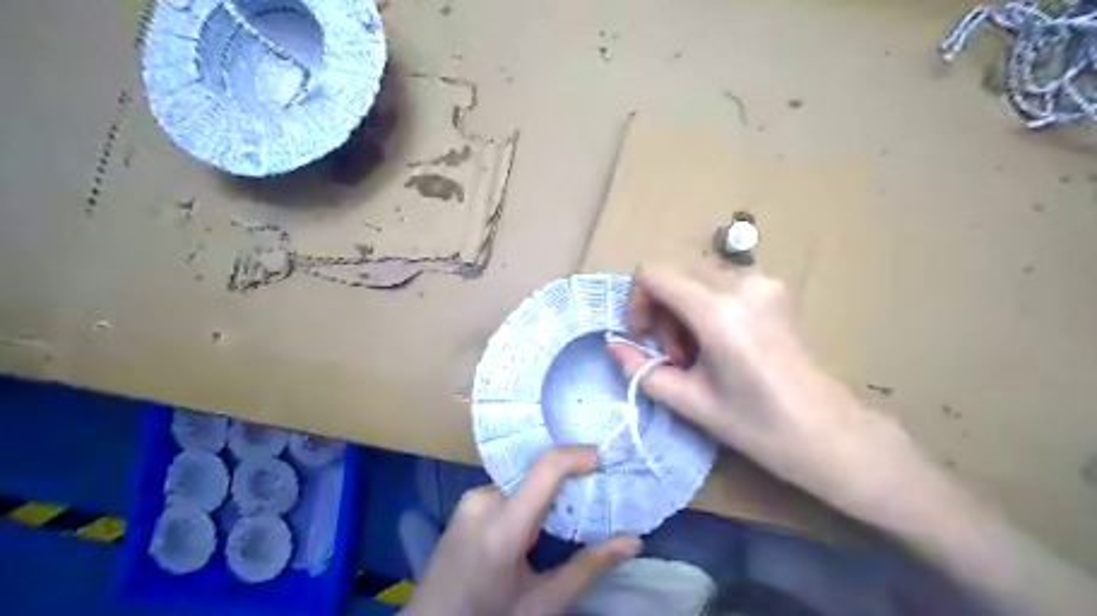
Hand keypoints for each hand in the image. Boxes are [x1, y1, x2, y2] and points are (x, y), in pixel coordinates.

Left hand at [403, 447, 644, 615]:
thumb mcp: (542, 604)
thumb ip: (588, 568)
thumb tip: (633, 540)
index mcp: (502, 528)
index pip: (545, 469)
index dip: (578, 455)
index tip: (607, 456)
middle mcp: (483, 501)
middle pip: (538, 475)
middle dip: (571, 480)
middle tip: (600, 492)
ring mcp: (471, 499)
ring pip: (525, 482)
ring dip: (550, 492)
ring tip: (574, 511)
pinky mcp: (466, 503)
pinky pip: (510, 489)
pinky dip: (531, 498)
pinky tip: (542, 522)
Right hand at [608, 267, 932, 518]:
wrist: (831, 433)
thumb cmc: (760, 427)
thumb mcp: (691, 403)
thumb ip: (643, 370)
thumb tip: (613, 346)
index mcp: (719, 313)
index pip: (653, 273)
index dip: (636, 301)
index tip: (644, 337)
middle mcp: (742, 284)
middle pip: (674, 273)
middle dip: (661, 309)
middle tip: (675, 354)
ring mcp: (763, 282)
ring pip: (696, 278)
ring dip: (683, 309)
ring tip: (698, 353)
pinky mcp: (775, 288)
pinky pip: (720, 284)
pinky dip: (705, 306)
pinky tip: (720, 343)